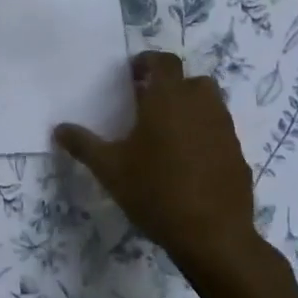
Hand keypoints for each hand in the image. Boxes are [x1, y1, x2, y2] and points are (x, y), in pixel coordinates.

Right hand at [54, 52, 262, 273]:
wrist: (212, 236)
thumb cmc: (155, 191)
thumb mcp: (110, 169)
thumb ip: (83, 144)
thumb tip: (58, 129)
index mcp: (168, 99)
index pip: (164, 61)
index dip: (148, 62)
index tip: (133, 76)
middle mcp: (200, 106)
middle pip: (192, 80)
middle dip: (173, 86)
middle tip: (150, 105)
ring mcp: (224, 130)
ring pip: (210, 105)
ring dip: (191, 109)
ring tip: (169, 134)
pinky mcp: (238, 155)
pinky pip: (220, 133)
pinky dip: (205, 136)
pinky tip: (189, 163)